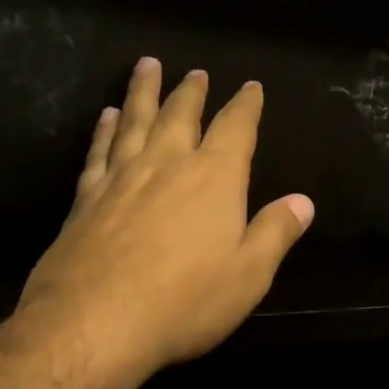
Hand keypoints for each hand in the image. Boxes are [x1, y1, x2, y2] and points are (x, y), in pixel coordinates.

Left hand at [17, 57, 313, 377]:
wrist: (95, 322)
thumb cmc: (185, 301)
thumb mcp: (249, 274)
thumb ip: (276, 232)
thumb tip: (303, 201)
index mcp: (214, 178)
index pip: (236, 128)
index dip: (246, 105)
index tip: (251, 87)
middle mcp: (167, 165)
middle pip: (181, 115)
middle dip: (192, 91)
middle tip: (196, 71)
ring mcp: (121, 177)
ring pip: (134, 121)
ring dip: (144, 92)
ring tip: (147, 66)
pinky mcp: (86, 198)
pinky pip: (99, 150)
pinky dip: (104, 129)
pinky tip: (106, 117)